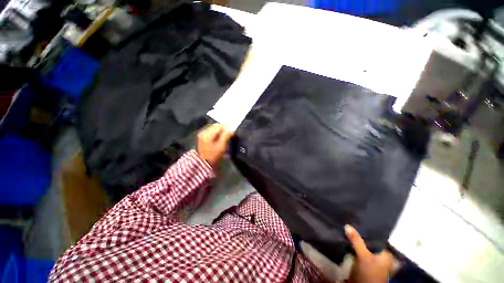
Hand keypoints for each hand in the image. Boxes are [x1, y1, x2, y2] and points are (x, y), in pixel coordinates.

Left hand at [197, 124, 233, 167]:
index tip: (232, 129)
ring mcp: (202, 135)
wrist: (204, 164)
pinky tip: (221, 137)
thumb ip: (226, 136)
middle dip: (223, 128)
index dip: (226, 127)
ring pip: (213, 129)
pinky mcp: (203, 138)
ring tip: (226, 134)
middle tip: (230, 132)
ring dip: (220, 130)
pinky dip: (217, 133)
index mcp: (207, 134)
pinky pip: (211, 132)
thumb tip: (230, 129)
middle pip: (215, 126)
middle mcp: (203, 132)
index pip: (218, 126)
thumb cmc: (213, 155)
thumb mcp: (221, 145)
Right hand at [345, 225, 392, 282]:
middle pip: (369, 242)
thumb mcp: (363, 256)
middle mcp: (380, 256)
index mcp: (386, 254)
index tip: (357, 221)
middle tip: (350, 223)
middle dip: (360, 234)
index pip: (377, 237)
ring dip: (356, 240)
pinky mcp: (363, 263)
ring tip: (347, 229)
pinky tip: (347, 239)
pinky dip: (353, 246)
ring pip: (363, 246)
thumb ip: (356, 240)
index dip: (367, 230)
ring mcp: (371, 260)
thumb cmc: (369, 273)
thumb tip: (347, 225)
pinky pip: (358, 250)